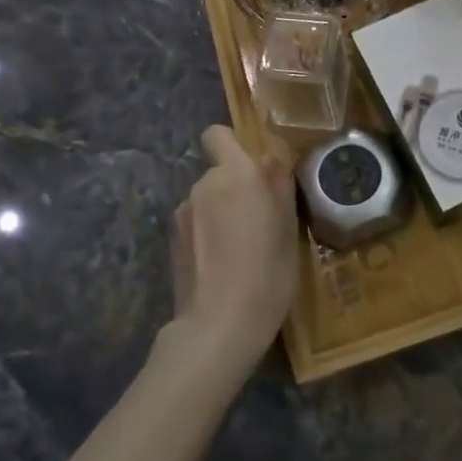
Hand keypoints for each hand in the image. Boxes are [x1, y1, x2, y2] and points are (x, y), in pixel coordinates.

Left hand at [167, 125, 299, 371]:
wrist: (219, 325)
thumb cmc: (267, 270)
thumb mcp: (288, 226)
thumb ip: (278, 185)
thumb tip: (270, 159)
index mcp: (236, 173)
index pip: (217, 134)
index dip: (233, 145)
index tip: (254, 170)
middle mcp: (203, 185)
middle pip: (218, 172)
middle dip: (236, 188)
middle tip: (261, 220)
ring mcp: (182, 214)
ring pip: (207, 200)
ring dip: (222, 213)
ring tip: (242, 248)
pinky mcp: (172, 242)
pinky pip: (196, 224)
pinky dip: (208, 235)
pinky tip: (223, 264)